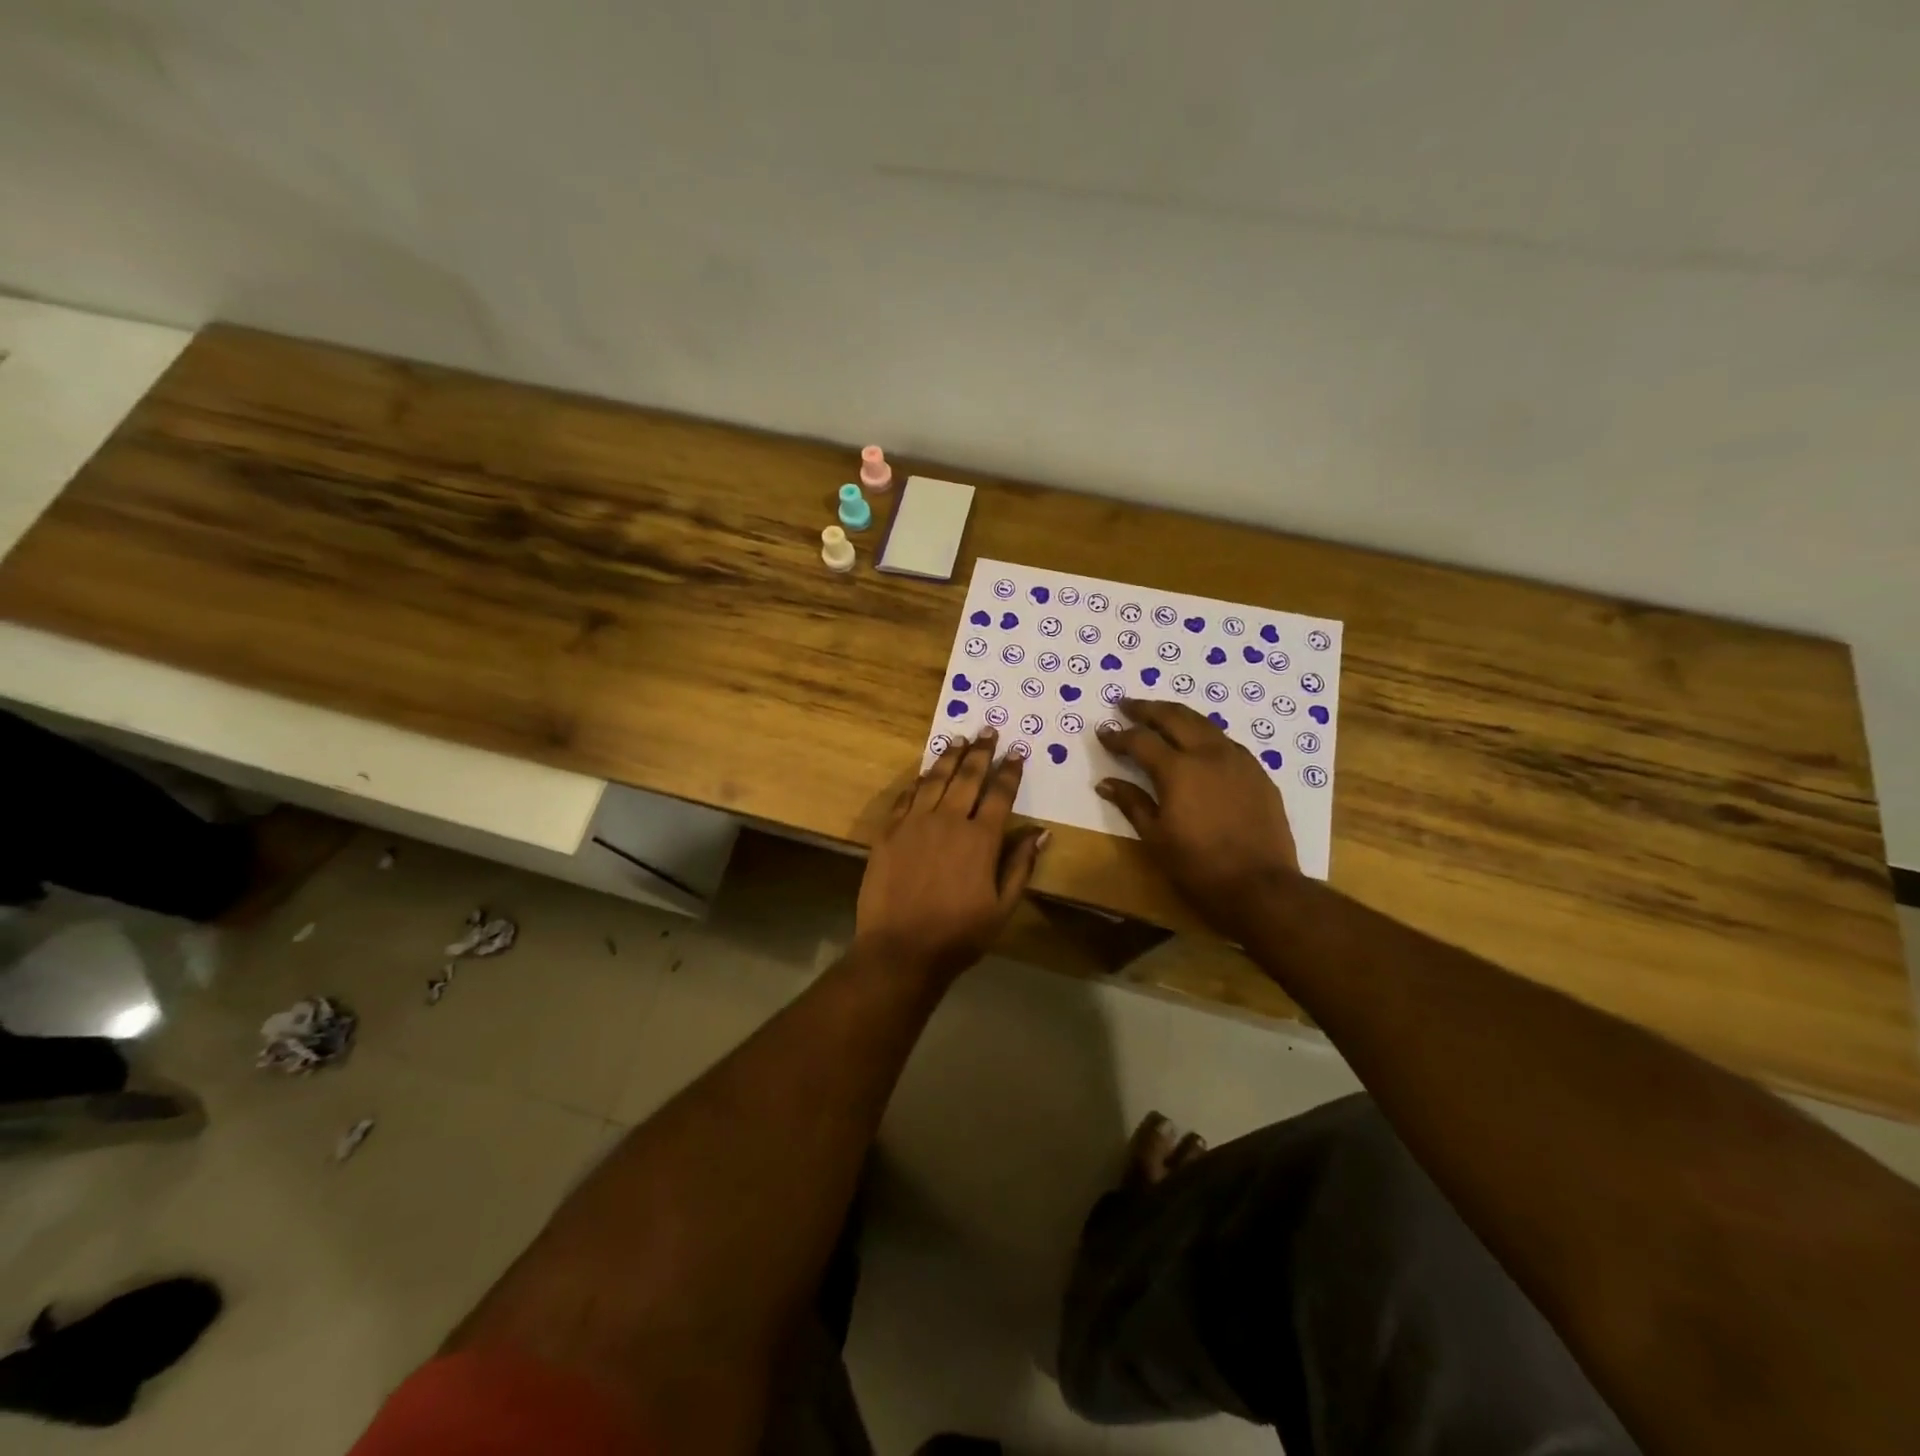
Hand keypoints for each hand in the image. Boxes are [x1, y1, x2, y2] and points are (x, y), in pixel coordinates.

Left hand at [856, 729, 1048, 983]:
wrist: (900, 949)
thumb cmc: (959, 934)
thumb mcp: (1002, 907)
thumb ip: (1020, 865)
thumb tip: (1041, 832)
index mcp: (981, 839)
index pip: (999, 794)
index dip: (1010, 770)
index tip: (1018, 750)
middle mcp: (949, 821)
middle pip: (967, 777)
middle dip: (981, 752)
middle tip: (988, 730)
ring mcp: (914, 823)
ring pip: (934, 779)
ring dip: (949, 757)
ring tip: (959, 739)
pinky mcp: (889, 832)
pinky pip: (906, 797)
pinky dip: (918, 781)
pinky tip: (924, 773)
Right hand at [1096, 699, 1298, 936]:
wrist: (1261, 887)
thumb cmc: (1199, 866)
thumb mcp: (1155, 838)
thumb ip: (1131, 803)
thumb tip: (1105, 783)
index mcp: (1178, 769)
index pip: (1140, 740)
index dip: (1118, 735)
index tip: (1103, 731)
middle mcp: (1208, 754)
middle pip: (1174, 717)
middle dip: (1147, 709)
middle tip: (1126, 704)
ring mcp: (1238, 760)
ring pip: (1203, 723)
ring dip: (1177, 715)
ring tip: (1160, 716)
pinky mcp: (1258, 773)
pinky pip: (1225, 742)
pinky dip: (1203, 734)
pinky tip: (1197, 744)